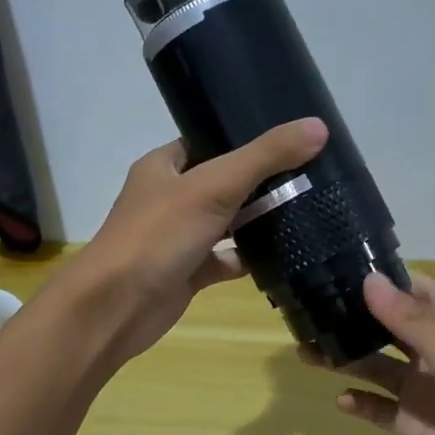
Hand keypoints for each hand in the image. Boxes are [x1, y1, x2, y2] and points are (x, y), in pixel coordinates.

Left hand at [67, 118, 328, 364]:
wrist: (116, 308)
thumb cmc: (158, 236)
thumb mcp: (215, 186)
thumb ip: (265, 156)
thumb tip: (318, 127)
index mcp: (164, 167)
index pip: (207, 141)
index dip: (244, 137)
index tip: (290, 138)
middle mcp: (168, 198)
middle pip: (222, 182)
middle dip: (261, 181)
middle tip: (310, 174)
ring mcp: (177, 238)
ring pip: (225, 223)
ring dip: (257, 220)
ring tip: (306, 209)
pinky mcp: (186, 273)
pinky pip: (224, 261)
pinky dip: (248, 260)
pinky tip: (282, 257)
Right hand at [325, 272, 434, 434]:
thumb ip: (414, 324)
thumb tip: (370, 281)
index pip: (420, 291)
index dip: (389, 279)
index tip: (345, 266)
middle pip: (390, 328)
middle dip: (357, 317)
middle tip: (312, 307)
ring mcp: (422, 393)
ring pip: (377, 367)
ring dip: (347, 358)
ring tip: (308, 350)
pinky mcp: (411, 427)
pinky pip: (378, 409)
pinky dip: (359, 403)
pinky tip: (339, 400)